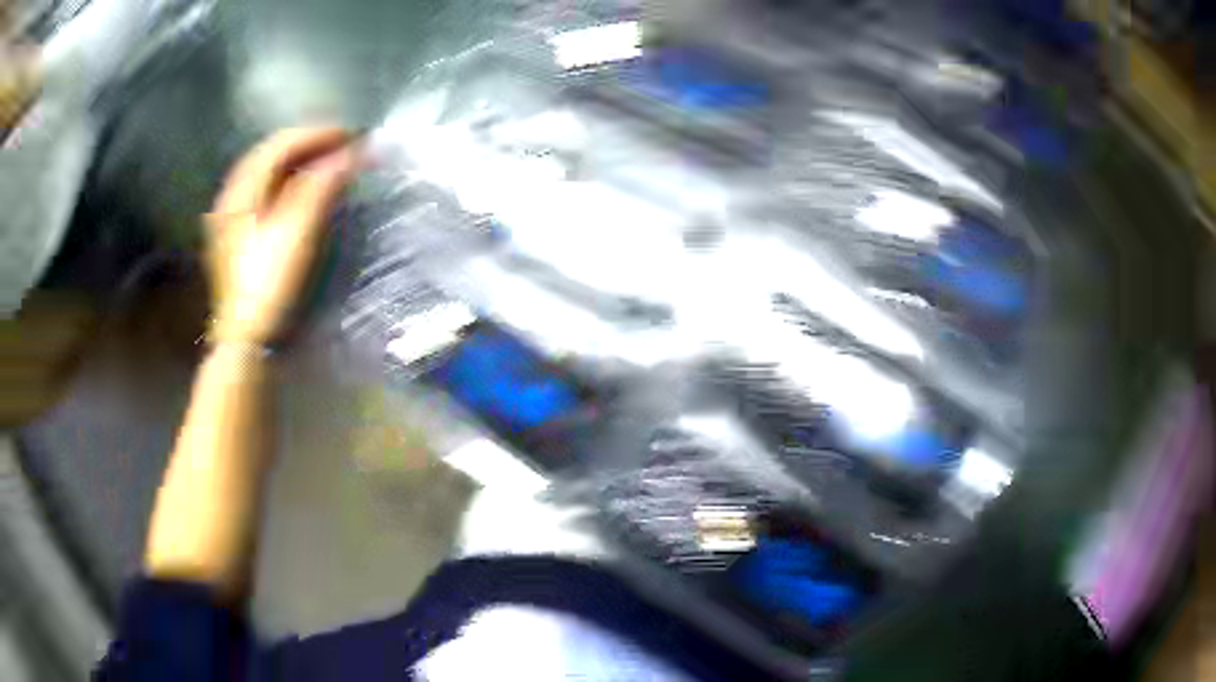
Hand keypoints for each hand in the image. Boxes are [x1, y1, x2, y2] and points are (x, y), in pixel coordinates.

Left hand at [206, 127, 358, 344]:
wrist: (246, 340)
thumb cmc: (269, 284)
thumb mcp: (297, 231)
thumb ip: (322, 185)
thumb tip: (351, 152)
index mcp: (240, 193)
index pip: (279, 145)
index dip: (316, 134)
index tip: (350, 135)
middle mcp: (230, 199)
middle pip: (268, 156)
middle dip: (306, 143)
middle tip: (340, 145)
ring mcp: (229, 221)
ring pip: (264, 175)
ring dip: (296, 162)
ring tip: (326, 162)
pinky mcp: (236, 240)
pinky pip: (261, 195)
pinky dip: (285, 183)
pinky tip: (300, 190)